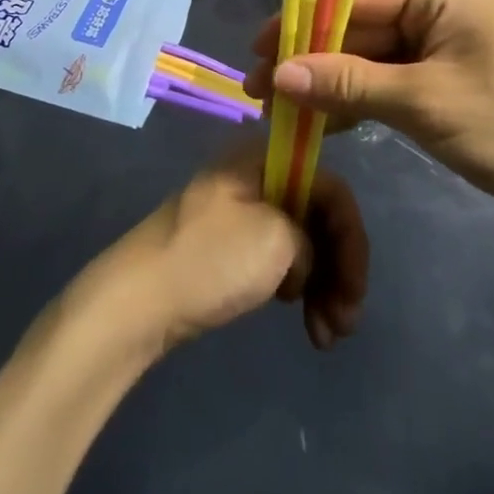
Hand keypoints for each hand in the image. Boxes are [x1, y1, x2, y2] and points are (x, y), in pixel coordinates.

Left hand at [81, 144, 368, 355]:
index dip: (351, 237)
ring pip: (301, 241)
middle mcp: (255, 174)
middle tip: (347, 323)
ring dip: (323, 285)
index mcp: (263, 156)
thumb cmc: (211, 259)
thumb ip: (312, 237)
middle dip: (340, 268)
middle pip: (317, 214)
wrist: (137, 300)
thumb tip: (306, 255)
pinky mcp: (228, 244)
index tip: (356, 290)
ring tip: (326, 337)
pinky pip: (278, 258)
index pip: (329, 186)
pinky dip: (298, 288)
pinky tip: (303, 321)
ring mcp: (240, 210)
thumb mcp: (277, 240)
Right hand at [244, 0, 493, 235]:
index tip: (253, 53)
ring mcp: (444, 29)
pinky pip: (391, 68)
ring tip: (279, 108)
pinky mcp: (447, 62)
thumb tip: (276, 73)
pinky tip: (323, 118)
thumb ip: (348, 83)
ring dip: (330, 78)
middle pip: (357, 19)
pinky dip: (360, 92)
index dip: (299, 24)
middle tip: (259, 90)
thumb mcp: (425, 105)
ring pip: (370, 47)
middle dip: (309, 55)